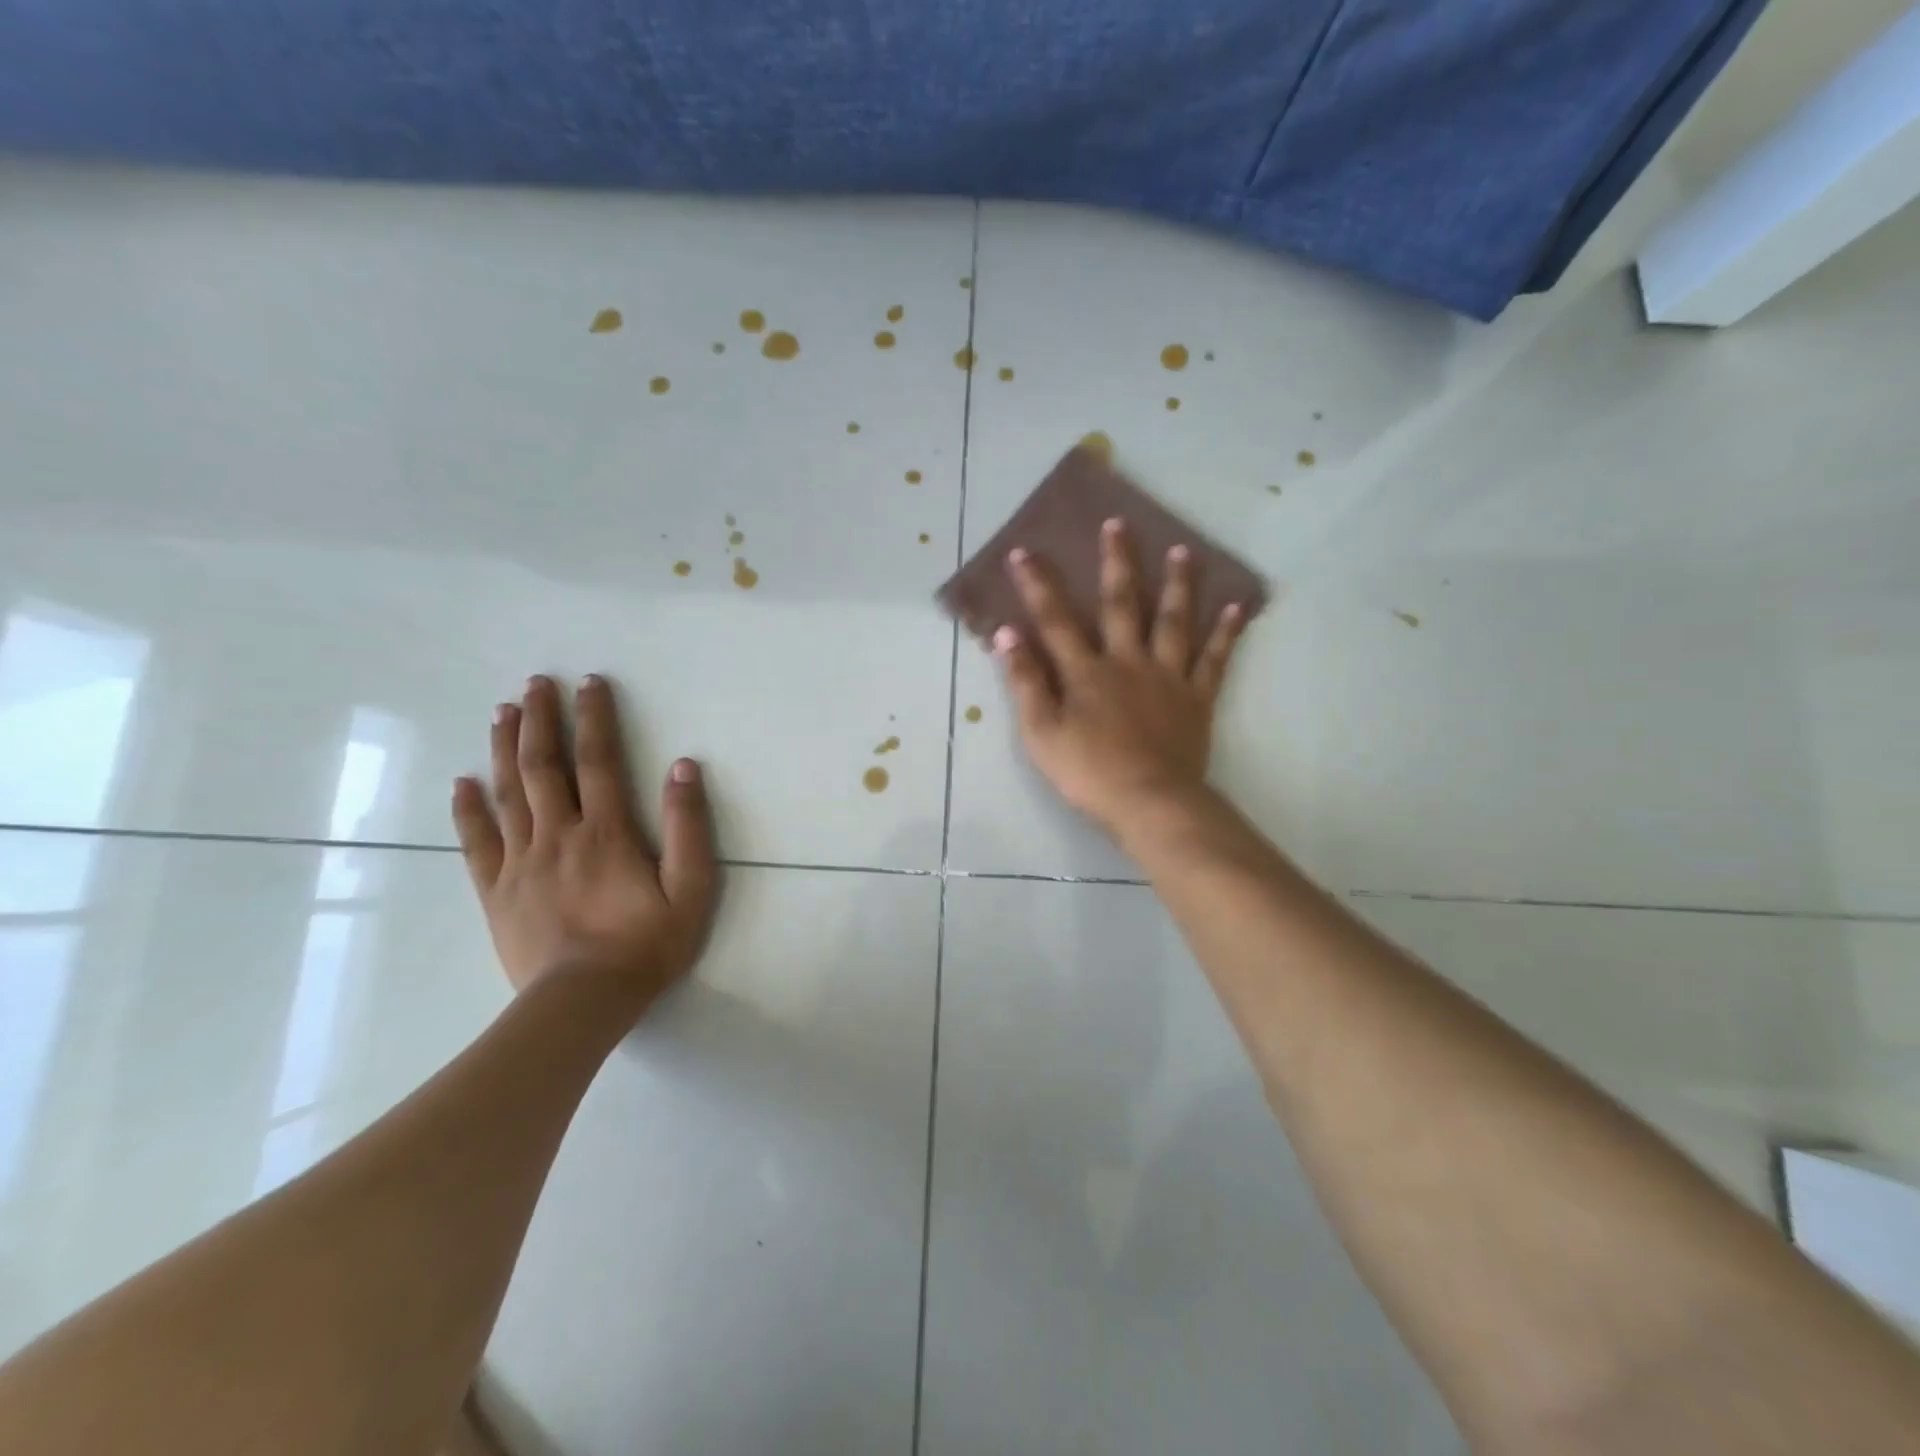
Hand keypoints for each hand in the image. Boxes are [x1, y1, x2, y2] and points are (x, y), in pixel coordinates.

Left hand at [451, 674, 717, 1010]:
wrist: (584, 1002)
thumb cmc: (646, 945)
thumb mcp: (691, 888)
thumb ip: (688, 826)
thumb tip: (682, 767)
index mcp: (606, 832)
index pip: (599, 761)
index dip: (594, 718)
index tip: (589, 683)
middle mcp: (558, 836)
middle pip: (543, 767)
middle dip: (539, 720)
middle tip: (534, 683)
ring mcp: (521, 863)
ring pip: (507, 794)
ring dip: (503, 749)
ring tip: (502, 712)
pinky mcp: (496, 892)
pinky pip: (476, 842)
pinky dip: (468, 809)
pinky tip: (462, 783)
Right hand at [995, 518, 1248, 835]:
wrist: (1151, 802)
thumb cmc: (1089, 773)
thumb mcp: (1041, 734)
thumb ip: (1025, 683)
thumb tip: (1007, 635)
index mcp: (1086, 672)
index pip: (1056, 620)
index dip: (1038, 586)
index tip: (1025, 552)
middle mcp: (1128, 661)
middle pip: (1121, 604)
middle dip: (1116, 562)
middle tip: (1118, 524)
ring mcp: (1167, 677)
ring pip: (1174, 621)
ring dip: (1178, 584)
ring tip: (1184, 551)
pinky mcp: (1197, 698)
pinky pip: (1214, 659)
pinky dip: (1226, 633)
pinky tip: (1236, 606)